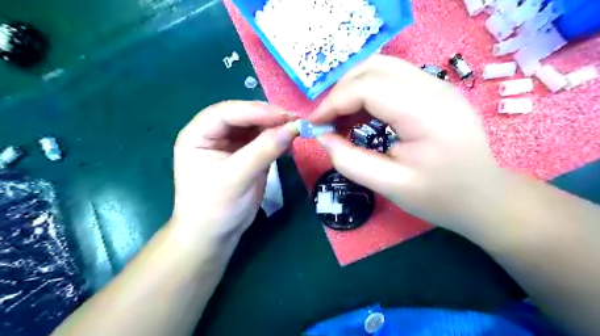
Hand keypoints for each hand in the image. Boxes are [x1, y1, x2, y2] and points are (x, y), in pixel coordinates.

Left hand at [171, 99, 296, 244]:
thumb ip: (263, 151)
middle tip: (295, 120)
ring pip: (256, 126)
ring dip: (276, 128)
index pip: (226, 112)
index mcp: (197, 135)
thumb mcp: (236, 178)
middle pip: (243, 116)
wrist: (215, 235)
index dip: (255, 111)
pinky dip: (277, 140)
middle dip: (268, 117)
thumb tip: (293, 127)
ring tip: (296, 131)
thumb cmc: (215, 208)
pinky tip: (290, 145)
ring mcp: (231, 144)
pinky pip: (264, 140)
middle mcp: (214, 134)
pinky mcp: (246, 154)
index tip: (284, 116)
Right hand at [309, 55, 504, 236]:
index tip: (314, 124)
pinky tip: (361, 115)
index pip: (368, 88)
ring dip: (353, 89)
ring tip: (341, 119)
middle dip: (340, 92)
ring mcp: (438, 85)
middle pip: (373, 68)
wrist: (484, 197)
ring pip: (381, 67)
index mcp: (427, 113)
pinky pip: (392, 78)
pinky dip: (368, 92)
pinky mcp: (435, 90)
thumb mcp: (390, 187)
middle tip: (327, 121)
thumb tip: (322, 137)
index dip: (334, 102)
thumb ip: (350, 161)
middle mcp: (435, 88)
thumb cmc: (440, 197)